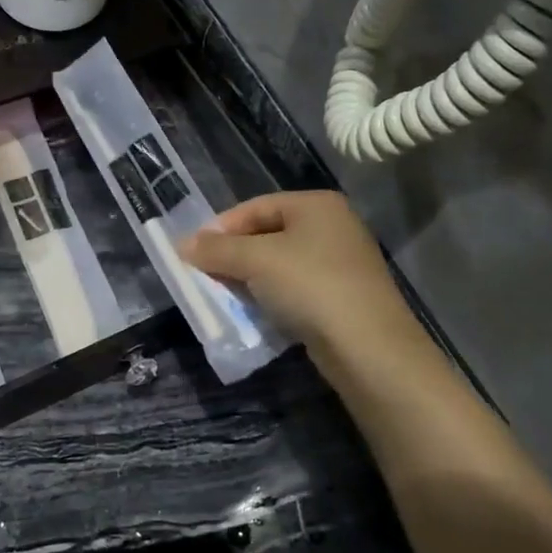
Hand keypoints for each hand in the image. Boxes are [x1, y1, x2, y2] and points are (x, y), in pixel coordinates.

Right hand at [179, 191, 418, 355]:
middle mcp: (333, 226)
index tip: (193, 252)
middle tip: (205, 274)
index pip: (255, 207)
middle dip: (233, 254)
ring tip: (224, 295)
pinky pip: (295, 287)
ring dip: (249, 277)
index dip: (221, 227)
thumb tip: (183, 244)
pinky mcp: (343, 296)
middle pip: (267, 233)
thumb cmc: (310, 286)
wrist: (369, 348)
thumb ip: (216, 249)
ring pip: (280, 263)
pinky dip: (271, 295)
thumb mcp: (255, 261)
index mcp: (316, 204)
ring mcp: (341, 262)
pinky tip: (255, 311)